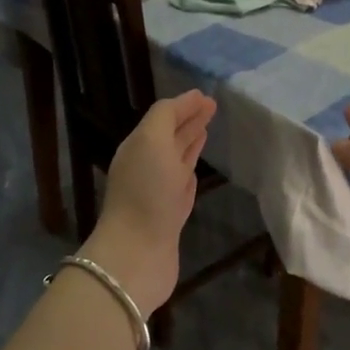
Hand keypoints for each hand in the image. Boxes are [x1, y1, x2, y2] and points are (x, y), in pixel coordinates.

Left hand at [81, 91, 216, 315]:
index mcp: (138, 146)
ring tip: (206, 131)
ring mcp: (158, 193)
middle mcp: (146, 166)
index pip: (163, 118)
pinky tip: (196, 168)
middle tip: (212, 108)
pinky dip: (189, 172)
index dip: (184, 106)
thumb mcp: (151, 141)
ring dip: (190, 145)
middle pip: (170, 138)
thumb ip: (166, 117)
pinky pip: (182, 186)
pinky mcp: (170, 216)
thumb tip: (187, 101)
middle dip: (189, 122)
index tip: (208, 96)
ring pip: (176, 161)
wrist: (137, 253)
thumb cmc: (146, 192)